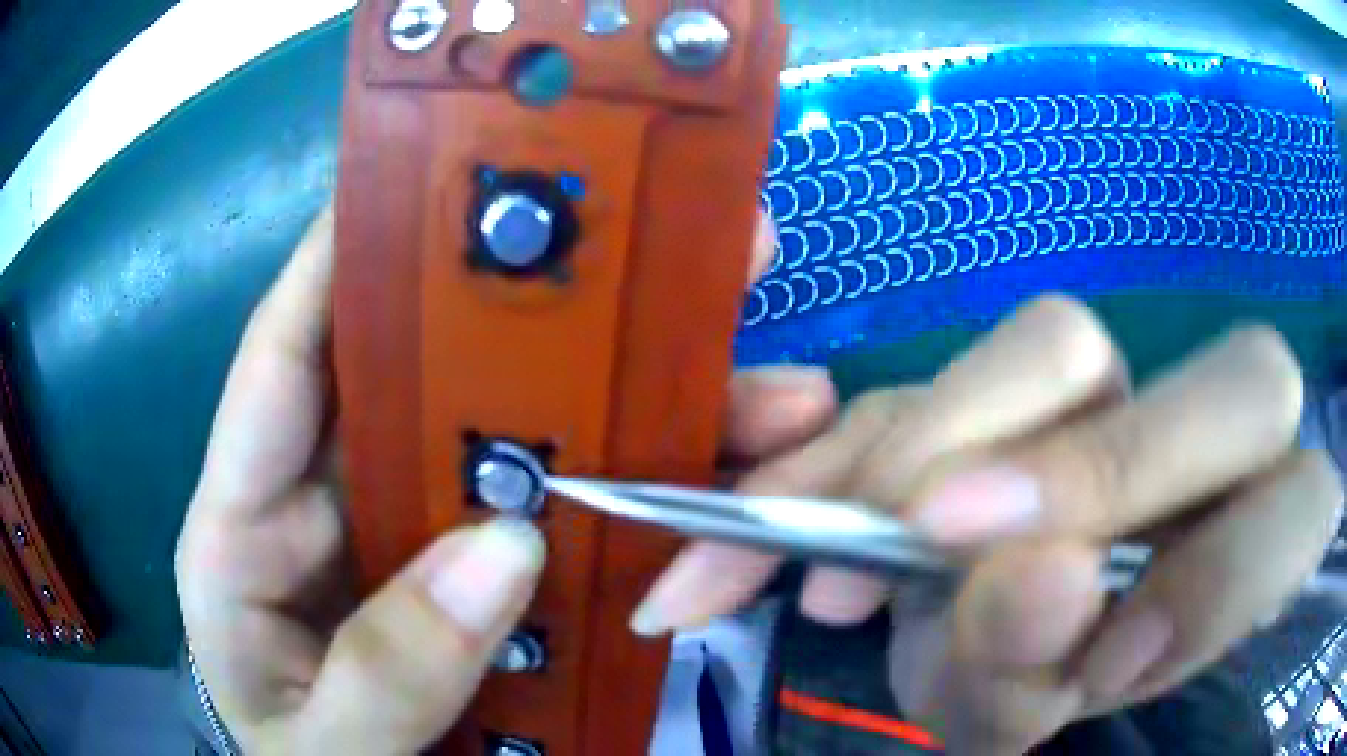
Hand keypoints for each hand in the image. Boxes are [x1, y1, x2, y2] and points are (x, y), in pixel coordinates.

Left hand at [175, 210, 834, 753]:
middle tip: (650, 257)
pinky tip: (716, 480)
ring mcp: (408, 537)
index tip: (423, 177)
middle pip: (428, 383)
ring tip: (739, 373)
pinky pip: (556, 519)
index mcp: (246, 530)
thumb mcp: (320, 750)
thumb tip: (503, 552)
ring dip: (620, 410)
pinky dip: (631, 499)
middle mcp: (329, 504)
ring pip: (514, 444)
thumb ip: (383, 676)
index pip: (284, 362)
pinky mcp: (470, 578)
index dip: (341, 258)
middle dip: (532, 319)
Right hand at [632, 297, 1343, 753]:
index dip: (1224, 581)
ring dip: (953, 437)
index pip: (1301, 513)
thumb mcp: (1014, 709)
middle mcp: (1206, 445)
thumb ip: (1031, 673)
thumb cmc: (1011, 682)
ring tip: (853, 544)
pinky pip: (944, 366)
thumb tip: (1030, 581)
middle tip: (940, 542)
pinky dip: (863, 437)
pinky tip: (785, 502)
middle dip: (1109, 470)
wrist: (958, 628)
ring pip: (1068, 341)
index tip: (1098, 664)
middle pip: (1245, 382)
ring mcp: (1114, 392)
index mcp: (1247, 538)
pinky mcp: (1009, 380)